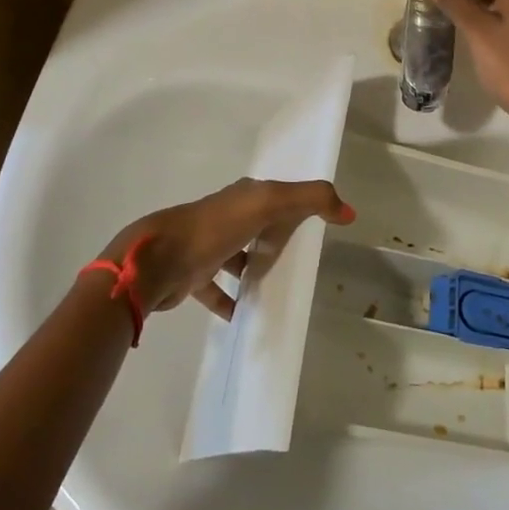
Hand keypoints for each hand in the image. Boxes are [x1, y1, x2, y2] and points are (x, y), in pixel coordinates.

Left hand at [91, 179, 354, 319]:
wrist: (159, 261)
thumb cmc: (215, 228)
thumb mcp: (268, 204)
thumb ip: (310, 200)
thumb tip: (349, 211)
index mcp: (244, 197)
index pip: (278, 196)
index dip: (298, 205)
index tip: (319, 224)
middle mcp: (226, 217)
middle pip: (259, 226)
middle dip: (277, 238)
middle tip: (302, 262)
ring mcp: (208, 246)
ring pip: (238, 257)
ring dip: (254, 270)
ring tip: (278, 289)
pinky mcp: (194, 275)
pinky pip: (218, 290)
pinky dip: (231, 300)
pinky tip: (245, 314)